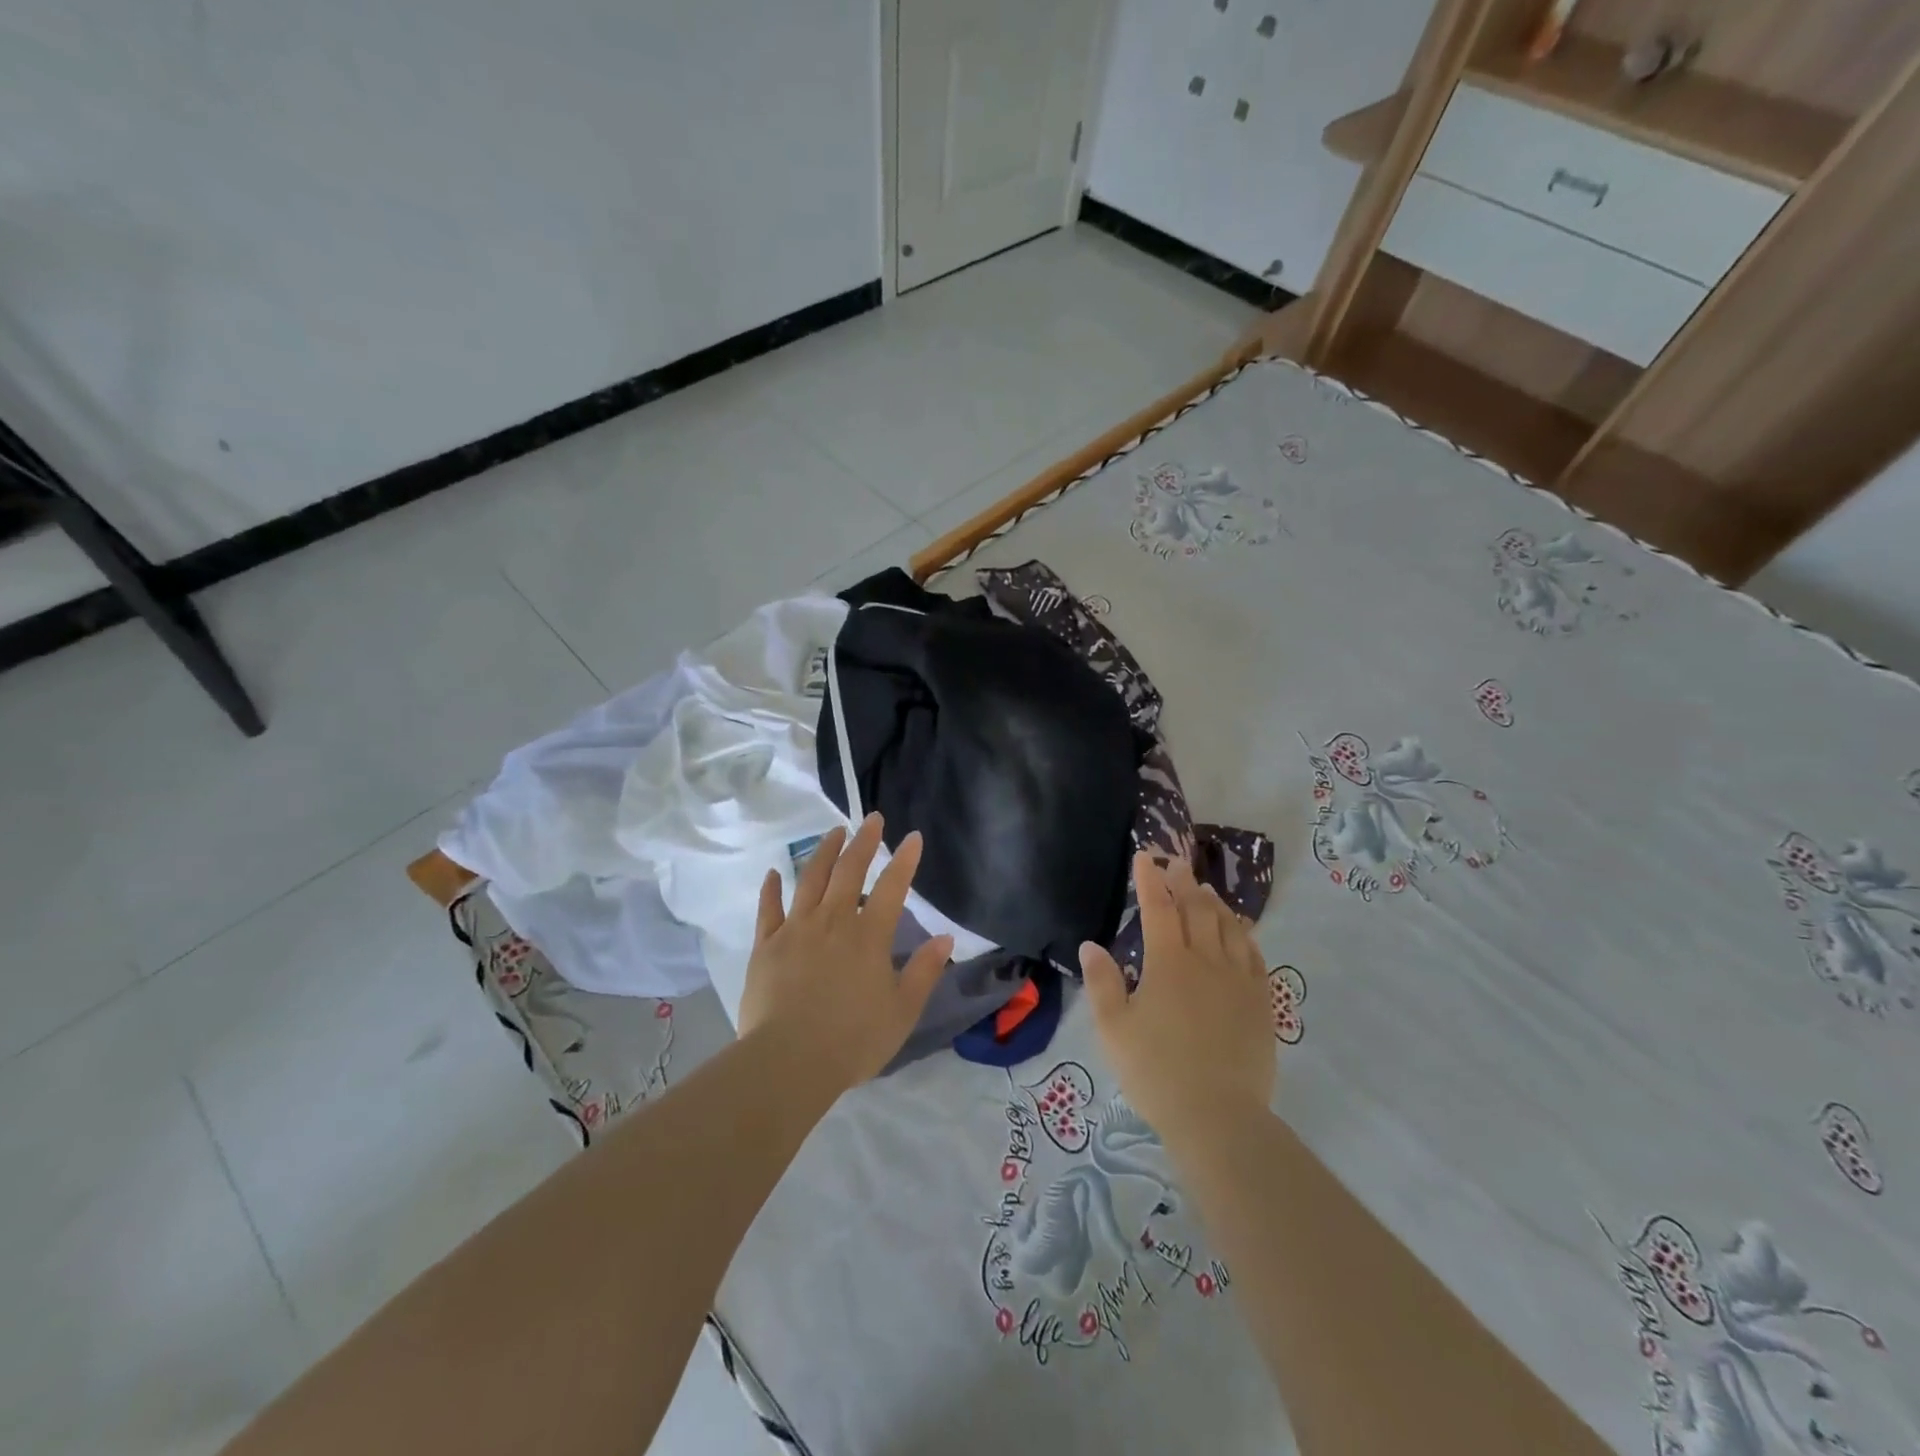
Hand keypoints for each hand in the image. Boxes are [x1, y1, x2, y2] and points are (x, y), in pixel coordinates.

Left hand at [737, 813, 953, 1091]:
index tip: (912, 836)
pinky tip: (774, 873)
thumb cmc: (853, 1039)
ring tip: (833, 831)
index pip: (893, 887)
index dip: (904, 859)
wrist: (789, 1061)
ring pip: (810, 879)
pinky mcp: (766, 946)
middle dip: (864, 842)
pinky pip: (769, 909)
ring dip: (823, 852)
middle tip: (872, 819)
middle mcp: (833, 921)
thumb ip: (924, 971)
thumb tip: (945, 938)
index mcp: (869, 936)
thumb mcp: (902, 1011)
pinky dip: (772, 888)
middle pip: (849, 871)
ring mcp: (796, 930)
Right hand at [1080, 853, 1274, 1141]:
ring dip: (1216, 904)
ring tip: (1207, 891)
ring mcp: (1239, 981)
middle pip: (1197, 910)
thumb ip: (1102, 983)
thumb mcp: (1113, 1029)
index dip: (1150, 879)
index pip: (1157, 908)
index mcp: (1168, 963)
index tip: (1145, 855)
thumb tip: (1091, 945)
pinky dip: (1245, 936)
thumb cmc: (1156, 1071)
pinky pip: (1255, 957)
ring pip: (1229, 928)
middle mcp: (1206, 961)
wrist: (1218, 1117)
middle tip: (1177, 865)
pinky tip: (1241, 933)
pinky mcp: (1261, 1003)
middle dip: (1185, 883)